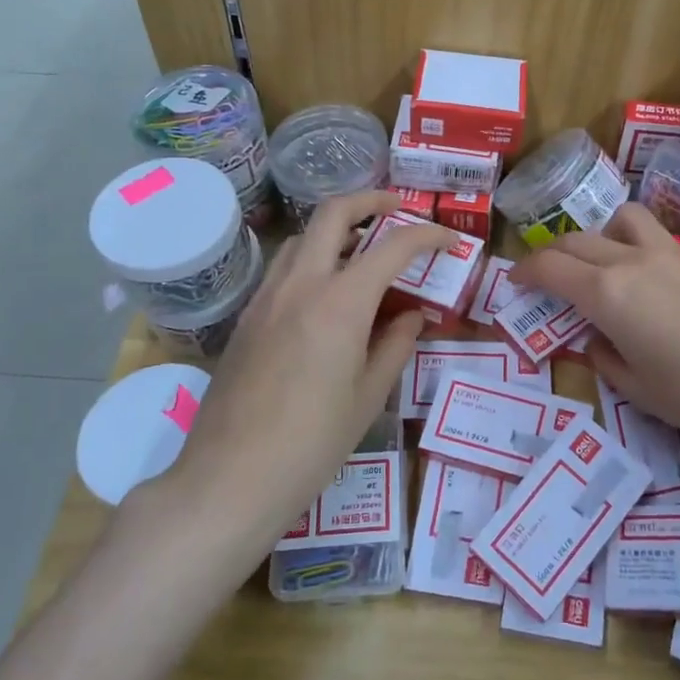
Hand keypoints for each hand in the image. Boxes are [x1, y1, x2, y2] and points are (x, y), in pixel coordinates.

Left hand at [142, 191, 451, 563]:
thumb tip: (412, 315)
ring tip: (363, 249)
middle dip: (370, 201)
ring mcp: (267, 298)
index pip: (392, 247)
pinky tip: (326, 292)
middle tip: (397, 210)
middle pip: (333, 214)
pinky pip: (284, 268)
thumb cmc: (312, 444)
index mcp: (340, 303)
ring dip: (336, 228)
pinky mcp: (247, 317)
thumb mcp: (368, 397)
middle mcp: (301, 285)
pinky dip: (312, 258)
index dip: (427, 235)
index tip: (449, 240)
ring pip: (303, 237)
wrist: (230, 479)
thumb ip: (396, 345)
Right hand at [509, 203, 679, 458]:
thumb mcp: (638, 389)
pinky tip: (647, 281)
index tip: (513, 280)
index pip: (551, 268)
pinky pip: (654, 237)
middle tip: (545, 276)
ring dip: (599, 234)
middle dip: (552, 254)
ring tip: (602, 263)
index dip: (525, 271)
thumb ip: (605, 358)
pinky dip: (634, 246)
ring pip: (621, 219)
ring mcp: (671, 255)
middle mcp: (632, 262)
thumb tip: (597, 339)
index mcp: (607, 294)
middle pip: (578, 240)